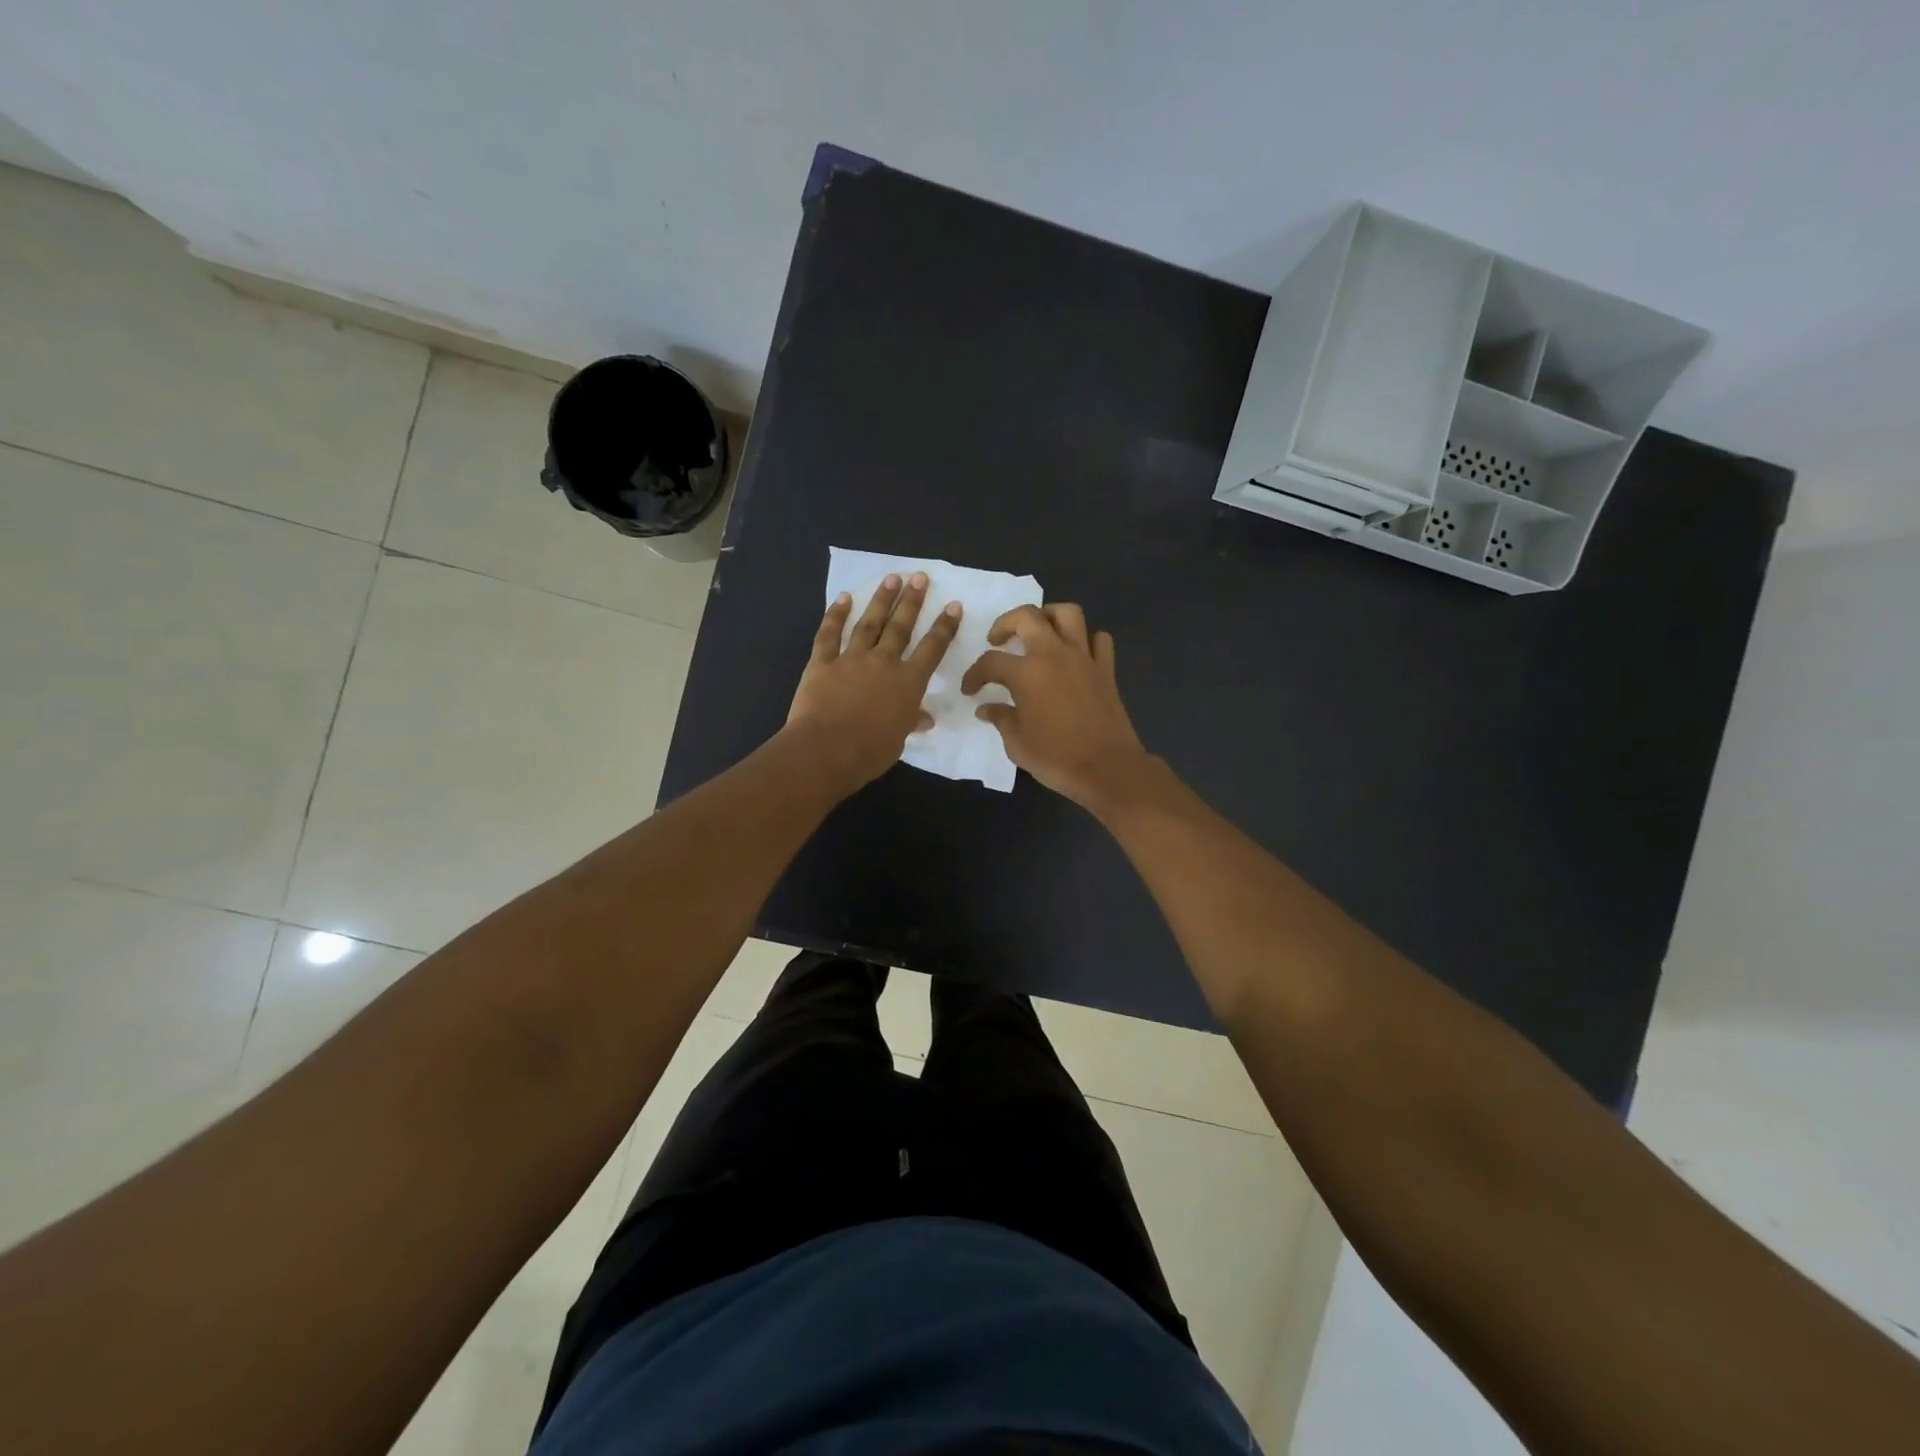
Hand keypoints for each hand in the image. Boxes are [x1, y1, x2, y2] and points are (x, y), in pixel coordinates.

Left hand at [786, 572, 961, 790]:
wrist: (826, 750)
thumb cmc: (869, 752)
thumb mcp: (898, 741)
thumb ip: (910, 723)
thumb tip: (925, 718)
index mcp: (908, 683)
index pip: (933, 649)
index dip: (944, 627)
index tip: (953, 605)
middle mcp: (884, 662)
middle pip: (901, 626)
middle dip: (912, 601)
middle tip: (919, 577)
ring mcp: (851, 659)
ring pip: (870, 623)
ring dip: (881, 600)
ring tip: (891, 578)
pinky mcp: (822, 662)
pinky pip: (829, 634)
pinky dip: (836, 615)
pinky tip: (844, 598)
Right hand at [960, 604, 1153, 809]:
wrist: (1108, 769)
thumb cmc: (1057, 758)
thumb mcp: (1017, 744)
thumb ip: (1001, 719)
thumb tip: (986, 708)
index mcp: (1027, 673)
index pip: (990, 662)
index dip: (974, 674)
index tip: (970, 689)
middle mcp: (1054, 654)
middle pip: (1027, 616)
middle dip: (1006, 622)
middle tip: (998, 640)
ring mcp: (1084, 657)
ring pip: (1068, 613)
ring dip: (1048, 616)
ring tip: (1038, 632)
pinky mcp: (1106, 668)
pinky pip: (1098, 638)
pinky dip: (1086, 639)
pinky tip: (1075, 653)